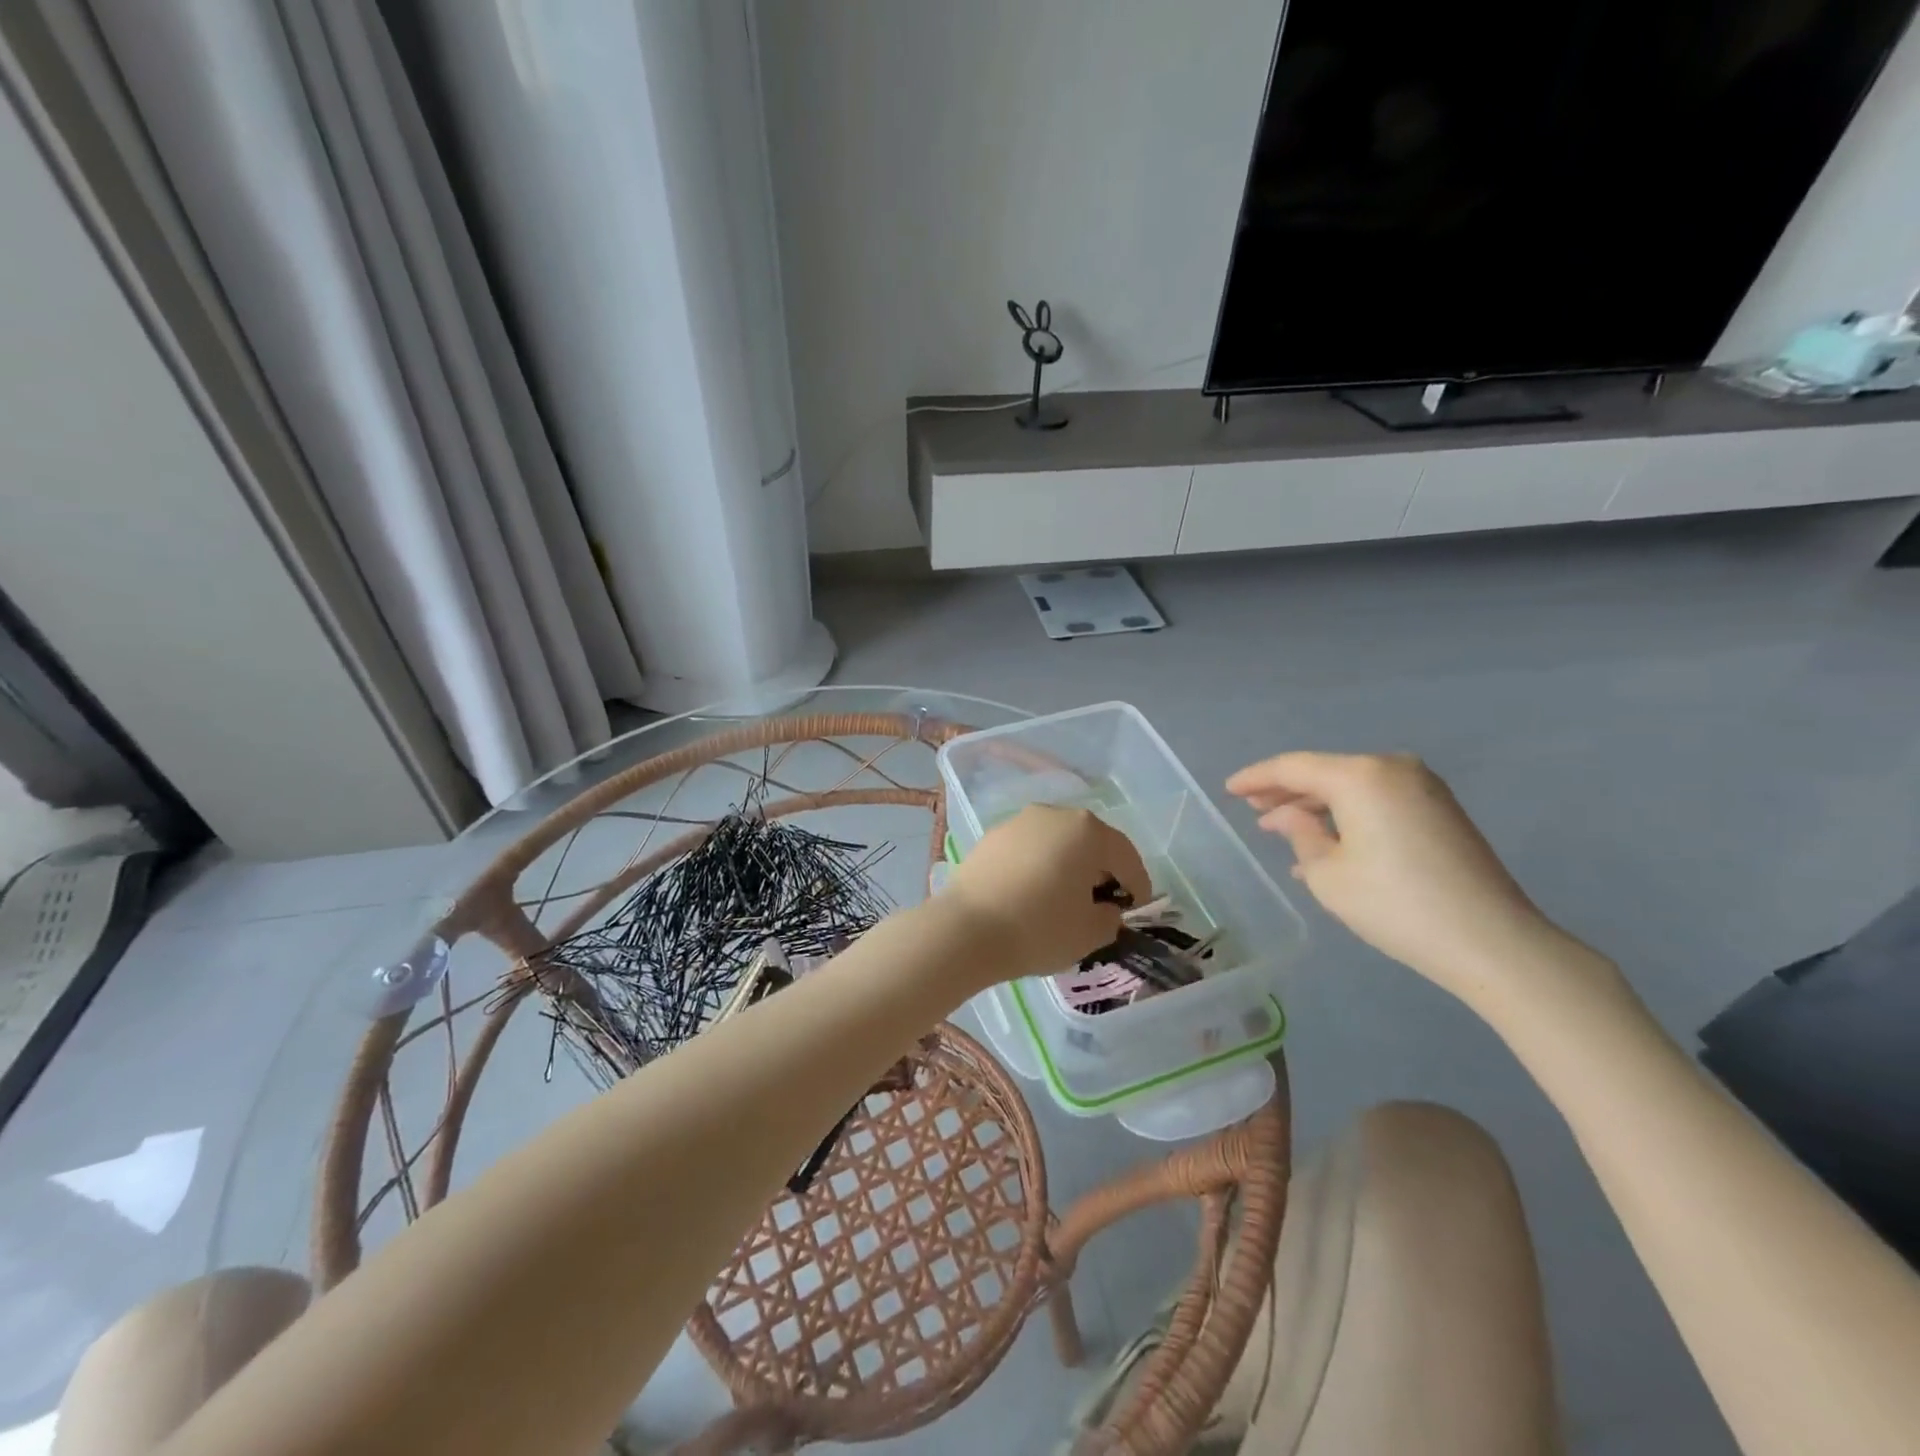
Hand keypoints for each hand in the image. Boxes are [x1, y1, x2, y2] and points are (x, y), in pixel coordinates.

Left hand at [944, 805, 1151, 980]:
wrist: (965, 929)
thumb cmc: (1039, 928)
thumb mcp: (1090, 933)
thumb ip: (1109, 917)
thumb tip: (1104, 909)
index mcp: (1087, 830)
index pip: (1125, 855)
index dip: (1137, 884)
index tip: (1136, 908)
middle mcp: (1054, 814)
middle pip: (1090, 841)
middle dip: (1101, 869)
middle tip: (1104, 901)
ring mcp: (1019, 822)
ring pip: (1057, 842)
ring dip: (1068, 864)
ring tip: (1066, 897)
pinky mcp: (992, 837)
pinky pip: (1028, 849)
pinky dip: (1039, 866)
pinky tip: (1033, 893)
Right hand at [1226, 752, 1560, 1003]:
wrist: (1491, 941)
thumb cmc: (1395, 904)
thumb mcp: (1327, 874)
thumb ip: (1299, 834)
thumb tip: (1287, 817)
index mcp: (1361, 776)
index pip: (1293, 767)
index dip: (1256, 778)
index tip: (1228, 789)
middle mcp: (1393, 768)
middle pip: (1325, 773)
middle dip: (1287, 792)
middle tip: (1253, 810)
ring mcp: (1423, 788)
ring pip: (1352, 789)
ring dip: (1317, 808)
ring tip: (1284, 831)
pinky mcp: (1440, 811)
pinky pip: (1377, 802)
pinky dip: (1347, 817)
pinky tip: (1327, 844)